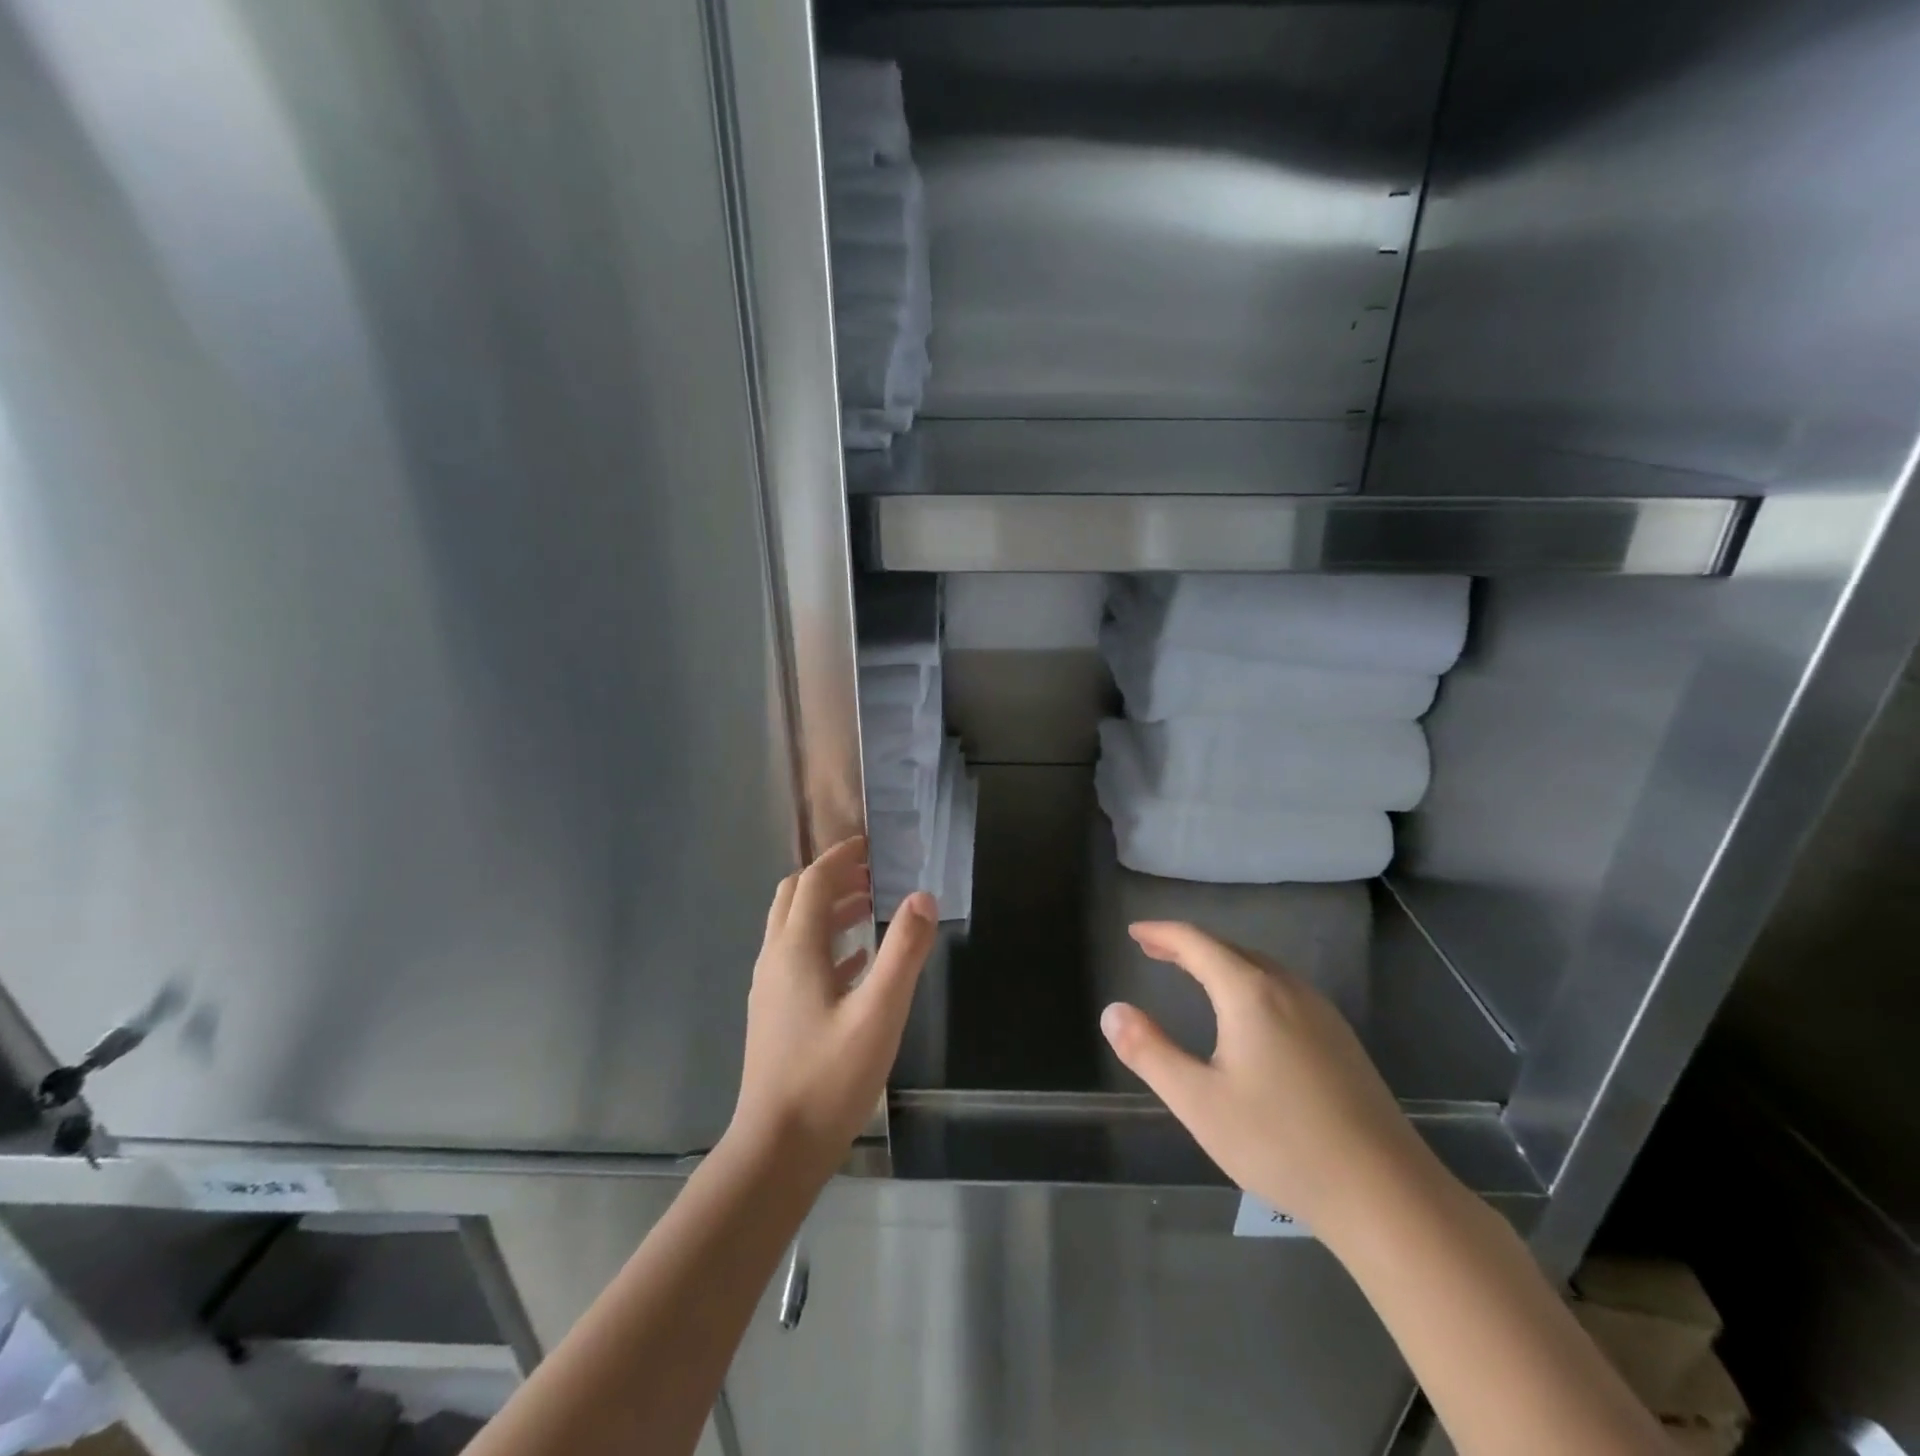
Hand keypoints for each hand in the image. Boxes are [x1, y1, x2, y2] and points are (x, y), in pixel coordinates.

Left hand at [731, 836, 936, 1177]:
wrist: (776, 1149)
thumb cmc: (829, 1078)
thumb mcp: (879, 1013)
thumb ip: (903, 952)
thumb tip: (922, 897)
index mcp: (796, 950)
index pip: (813, 882)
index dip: (840, 857)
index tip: (871, 845)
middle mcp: (775, 959)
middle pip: (794, 898)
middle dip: (830, 878)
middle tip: (871, 874)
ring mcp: (770, 989)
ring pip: (794, 929)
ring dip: (827, 910)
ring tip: (869, 909)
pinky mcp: (774, 1014)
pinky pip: (798, 960)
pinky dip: (826, 945)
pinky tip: (856, 963)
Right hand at [1100, 921, 1430, 1233]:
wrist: (1387, 1194)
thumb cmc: (1281, 1143)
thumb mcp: (1198, 1101)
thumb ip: (1149, 1052)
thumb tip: (1112, 1011)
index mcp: (1251, 993)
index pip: (1197, 943)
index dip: (1162, 933)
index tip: (1134, 932)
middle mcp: (1288, 989)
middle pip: (1230, 949)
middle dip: (1188, 946)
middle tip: (1155, 951)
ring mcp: (1321, 1013)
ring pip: (1260, 968)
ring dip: (1220, 962)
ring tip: (1193, 973)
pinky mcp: (1340, 1040)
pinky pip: (1282, 989)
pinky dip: (1249, 982)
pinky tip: (1248, 1013)